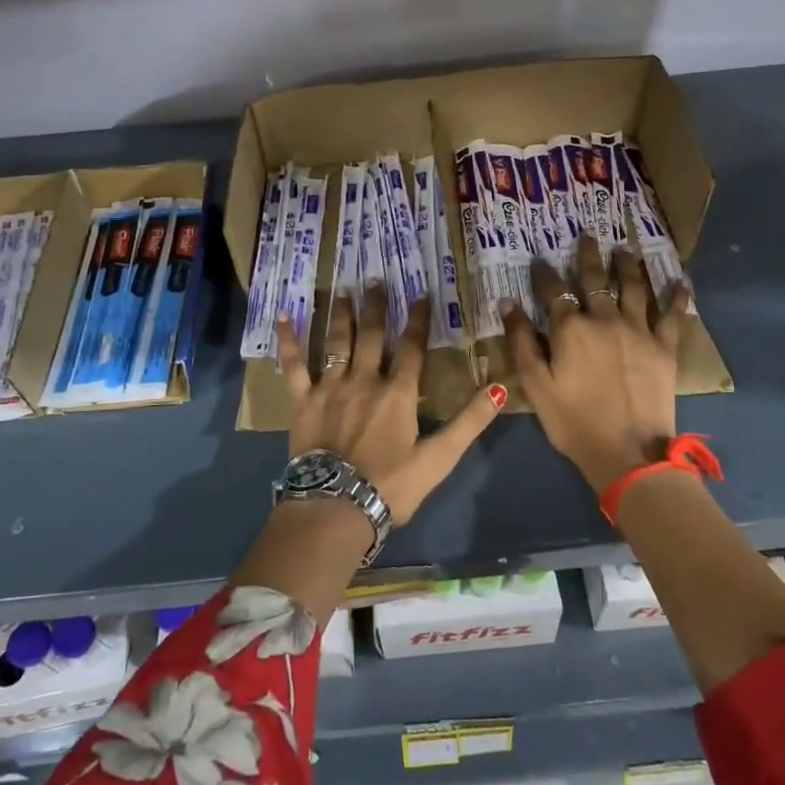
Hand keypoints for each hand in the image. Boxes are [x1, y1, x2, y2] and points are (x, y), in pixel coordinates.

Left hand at [276, 284, 503, 524]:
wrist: (336, 506)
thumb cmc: (390, 485)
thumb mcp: (440, 458)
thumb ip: (470, 421)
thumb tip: (502, 388)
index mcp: (398, 393)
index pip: (413, 348)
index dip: (419, 320)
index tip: (421, 294)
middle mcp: (364, 380)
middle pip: (373, 336)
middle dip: (376, 306)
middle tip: (374, 278)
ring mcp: (330, 387)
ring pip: (337, 341)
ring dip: (341, 314)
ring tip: (342, 290)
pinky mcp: (302, 400)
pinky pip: (293, 365)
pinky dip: (288, 341)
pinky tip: (283, 317)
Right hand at [503, 234, 691, 495]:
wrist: (627, 452)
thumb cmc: (573, 421)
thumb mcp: (535, 385)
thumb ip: (521, 341)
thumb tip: (508, 303)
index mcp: (570, 328)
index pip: (552, 291)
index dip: (543, 274)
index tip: (539, 259)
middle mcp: (604, 319)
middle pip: (595, 280)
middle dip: (588, 256)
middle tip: (588, 236)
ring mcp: (638, 331)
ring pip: (634, 287)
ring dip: (628, 265)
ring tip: (625, 249)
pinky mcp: (665, 348)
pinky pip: (672, 315)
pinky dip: (677, 297)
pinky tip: (681, 281)